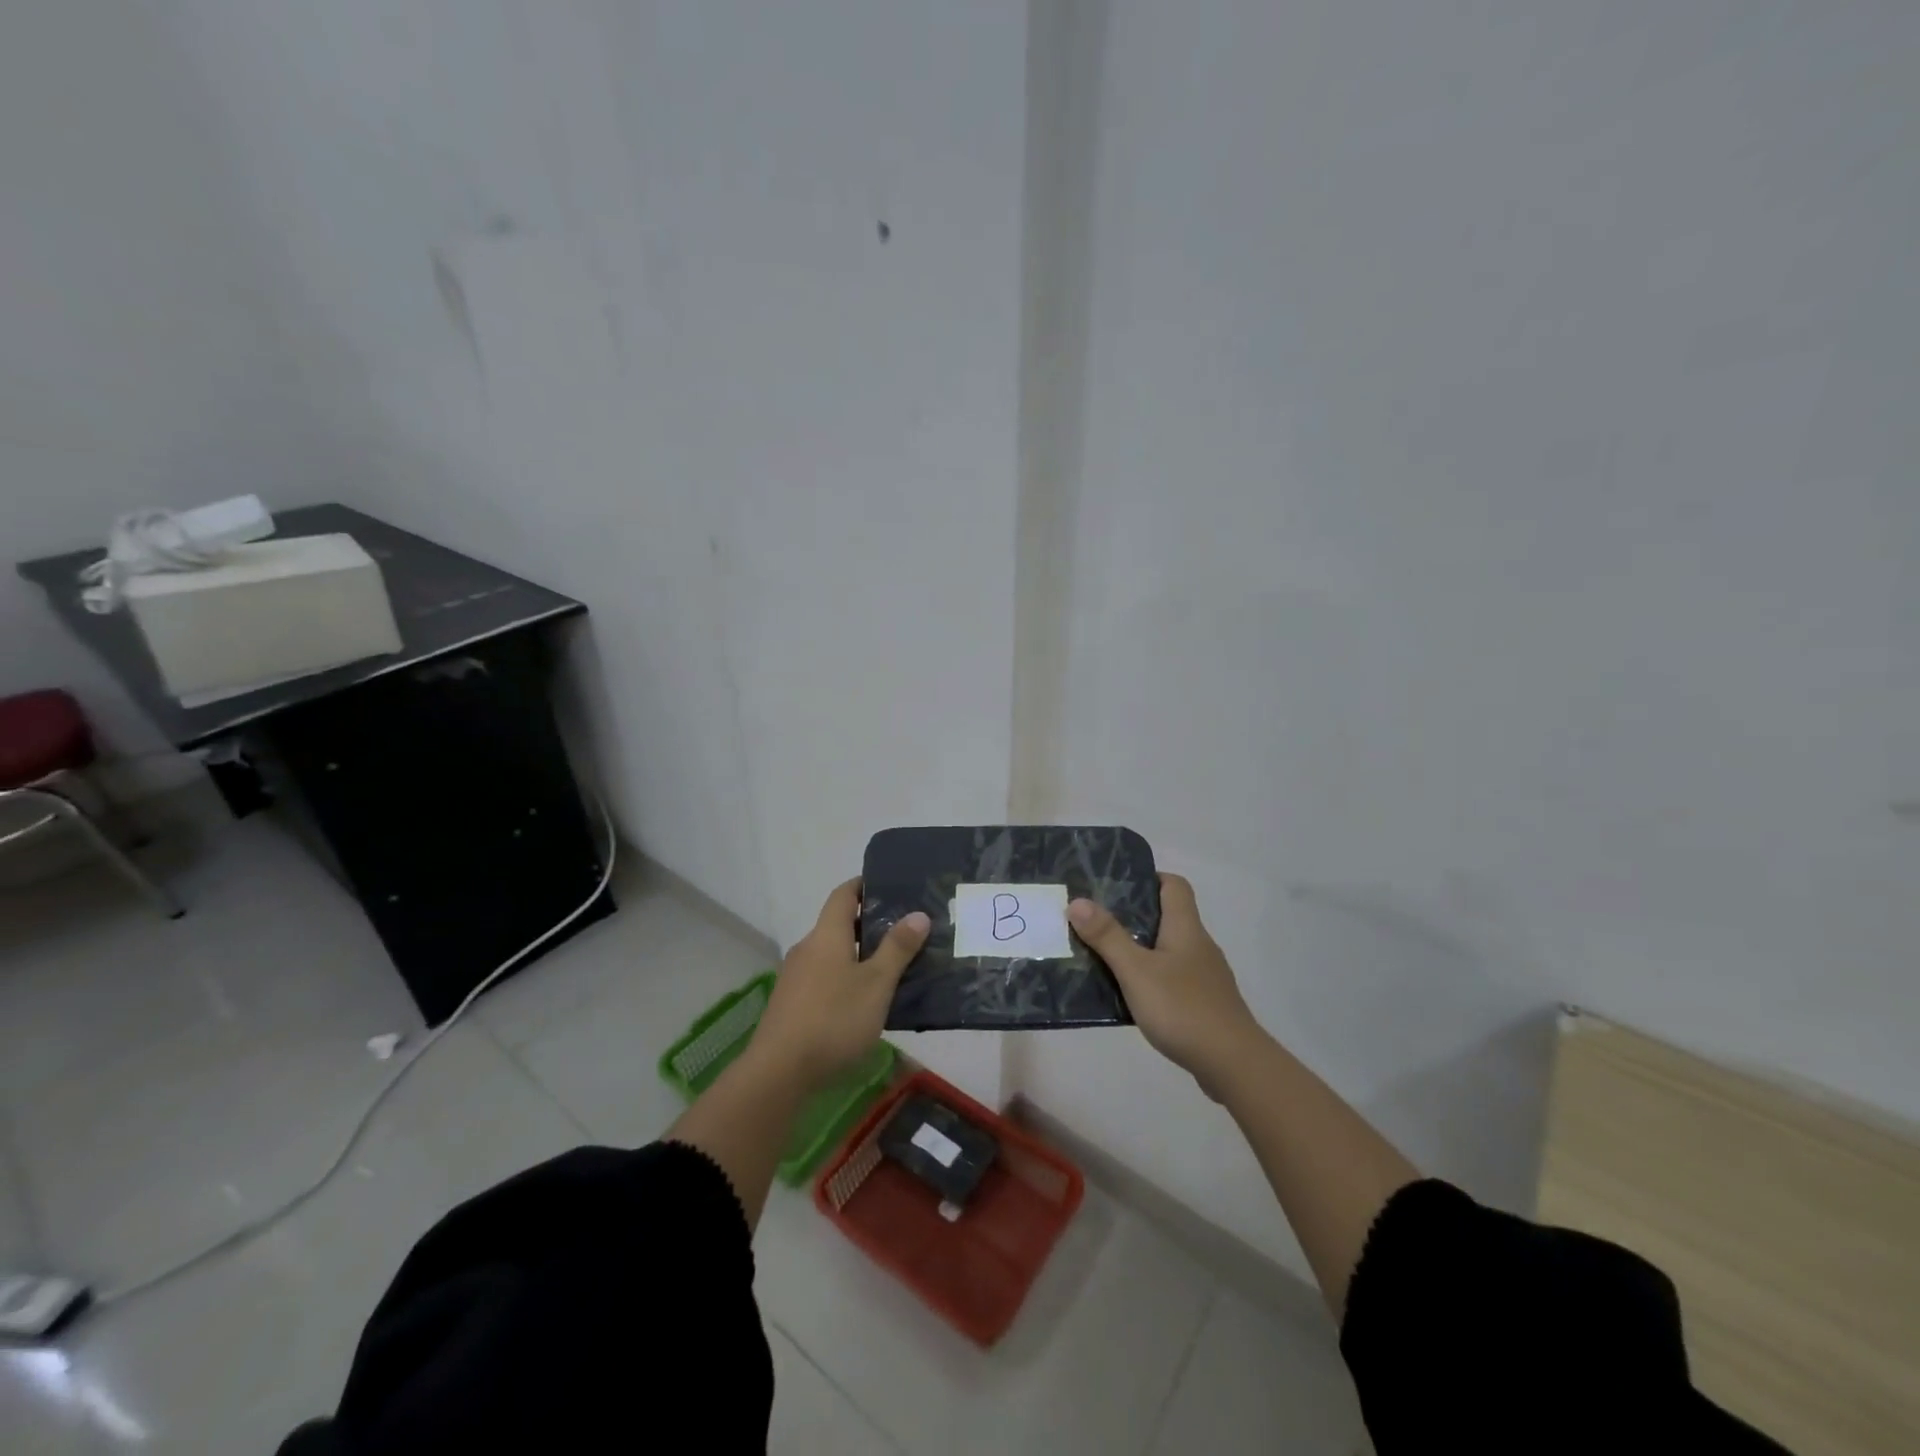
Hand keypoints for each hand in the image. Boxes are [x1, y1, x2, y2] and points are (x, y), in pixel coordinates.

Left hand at [750, 879, 929, 1090]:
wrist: (779, 1072)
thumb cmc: (833, 1019)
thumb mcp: (876, 984)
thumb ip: (897, 948)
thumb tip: (918, 913)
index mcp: (827, 935)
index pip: (844, 894)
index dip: (864, 885)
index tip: (891, 886)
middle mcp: (808, 948)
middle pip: (838, 925)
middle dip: (869, 925)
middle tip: (905, 931)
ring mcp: (796, 977)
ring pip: (832, 954)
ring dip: (858, 955)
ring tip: (892, 968)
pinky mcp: (792, 1004)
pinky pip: (824, 978)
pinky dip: (845, 979)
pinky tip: (865, 1002)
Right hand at [1069, 874, 1263, 1095]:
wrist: (1233, 1064)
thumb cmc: (1183, 1008)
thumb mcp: (1136, 970)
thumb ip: (1107, 936)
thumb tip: (1077, 901)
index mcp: (1185, 928)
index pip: (1174, 885)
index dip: (1148, 878)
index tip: (1116, 886)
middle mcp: (1198, 945)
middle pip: (1168, 916)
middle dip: (1133, 916)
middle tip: (1097, 923)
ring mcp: (1205, 976)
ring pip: (1168, 950)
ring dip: (1140, 950)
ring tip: (1105, 959)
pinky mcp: (1205, 1004)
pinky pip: (1173, 979)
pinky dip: (1151, 979)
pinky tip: (1131, 997)